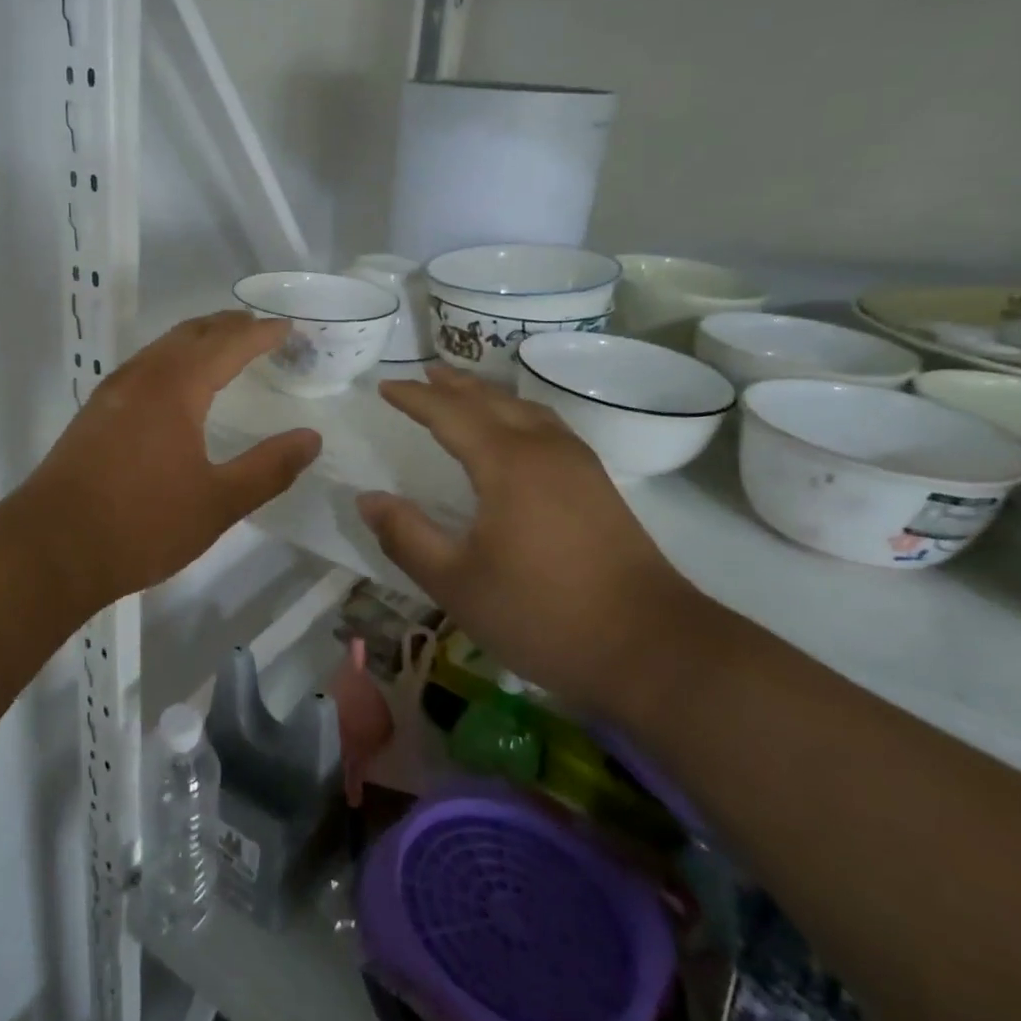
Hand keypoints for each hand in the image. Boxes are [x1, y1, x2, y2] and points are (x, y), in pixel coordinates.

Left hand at [11, 312, 321, 611]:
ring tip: (223, 347)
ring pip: (161, 347)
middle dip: (228, 325)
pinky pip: (143, 366)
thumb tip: (311, 438)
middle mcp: (142, 377)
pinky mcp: (94, 413)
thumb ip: (268, 468)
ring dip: (196, 339)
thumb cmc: (142, 525)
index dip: (260, 333)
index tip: (288, 327)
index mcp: (175, 388)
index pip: (227, 345)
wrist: (51, 549)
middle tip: (259, 328)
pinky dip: (171, 359)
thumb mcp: (218, 503)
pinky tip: (175, 384)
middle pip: (190, 334)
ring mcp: (112, 393)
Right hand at [356, 367, 696, 721]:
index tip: (384, 386)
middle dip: (453, 385)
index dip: (414, 398)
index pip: (450, 414)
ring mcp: (578, 464)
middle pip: (491, 400)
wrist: (652, 647)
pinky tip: (518, 431)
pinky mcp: (598, 485)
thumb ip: (406, 537)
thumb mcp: (456, 583)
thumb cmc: (543, 614)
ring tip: (464, 391)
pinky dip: (518, 413)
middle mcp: (544, 449)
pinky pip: (547, 426)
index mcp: (507, 463)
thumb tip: (368, 500)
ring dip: (488, 394)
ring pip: (525, 409)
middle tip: (422, 373)